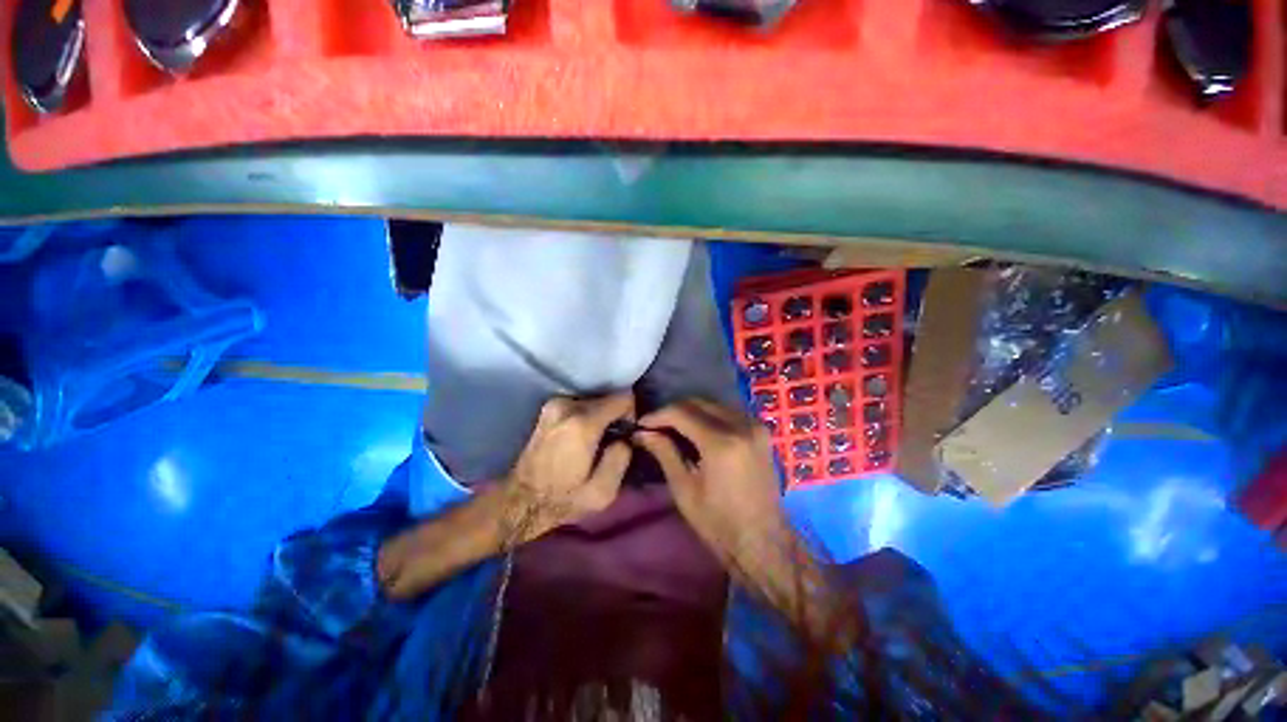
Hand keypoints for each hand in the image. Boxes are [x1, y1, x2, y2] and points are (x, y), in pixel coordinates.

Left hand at [499, 392, 634, 544]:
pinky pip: (580, 404)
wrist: (522, 501)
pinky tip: (582, 438)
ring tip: (597, 441)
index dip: (631, 413)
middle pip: (608, 397)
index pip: (623, 397)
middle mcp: (567, 405)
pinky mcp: (548, 407)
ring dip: (601, 416)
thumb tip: (625, 437)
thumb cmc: (564, 499)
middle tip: (612, 440)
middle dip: (615, 415)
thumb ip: (622, 458)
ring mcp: (554, 404)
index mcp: (583, 423)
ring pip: (594, 400)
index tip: (627, 433)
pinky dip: (587, 416)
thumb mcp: (603, 491)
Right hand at [637, 398, 853, 647]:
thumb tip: (642, 432)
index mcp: (721, 442)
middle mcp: (741, 425)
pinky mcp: (761, 432)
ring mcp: (755, 426)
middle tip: (655, 425)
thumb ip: (664, 452)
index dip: (658, 415)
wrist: (764, 541)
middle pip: (698, 402)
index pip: (682, 412)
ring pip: (714, 404)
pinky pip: (729, 412)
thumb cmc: (719, 523)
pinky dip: (709, 415)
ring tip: (673, 427)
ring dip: (691, 411)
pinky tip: (697, 430)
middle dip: (673, 410)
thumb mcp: (684, 489)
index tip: (641, 424)